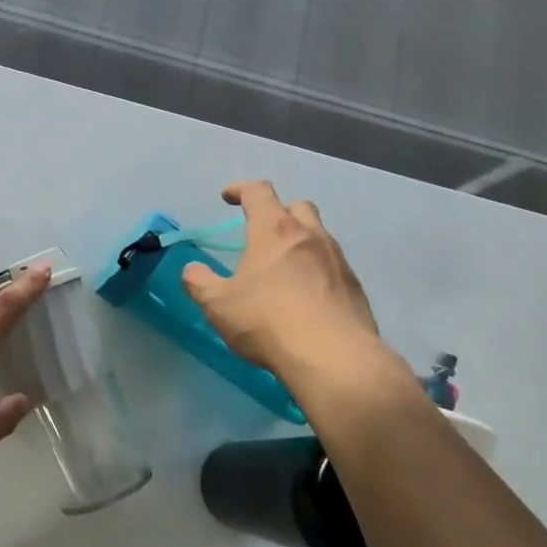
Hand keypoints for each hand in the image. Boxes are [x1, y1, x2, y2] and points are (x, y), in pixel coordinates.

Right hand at [181, 181, 410, 402]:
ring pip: (318, 235)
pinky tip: (305, 296)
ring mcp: (337, 259)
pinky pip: (332, 265)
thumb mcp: (218, 304)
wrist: (333, 357)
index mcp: (274, 230)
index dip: (240, 189)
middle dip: (277, 212)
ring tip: (283, 268)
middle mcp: (310, 235)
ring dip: (299, 241)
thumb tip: (192, 270)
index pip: (258, 192)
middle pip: (296, 206)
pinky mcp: (354, 286)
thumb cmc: (267, 321)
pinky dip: (316, 270)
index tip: (227, 197)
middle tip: (260, 233)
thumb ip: (199, 282)